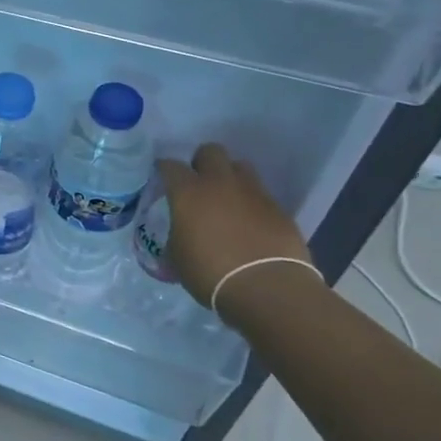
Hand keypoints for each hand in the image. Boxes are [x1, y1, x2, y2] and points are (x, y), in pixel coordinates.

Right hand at [158, 144, 313, 306]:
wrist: (268, 289)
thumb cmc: (211, 274)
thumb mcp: (177, 257)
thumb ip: (175, 235)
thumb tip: (178, 233)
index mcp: (188, 192)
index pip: (170, 165)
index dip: (164, 170)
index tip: (162, 179)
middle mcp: (220, 183)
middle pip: (211, 151)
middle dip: (202, 162)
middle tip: (198, 183)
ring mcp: (253, 193)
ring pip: (240, 167)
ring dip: (231, 177)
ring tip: (227, 199)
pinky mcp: (279, 209)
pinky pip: (261, 194)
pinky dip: (252, 203)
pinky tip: (250, 223)